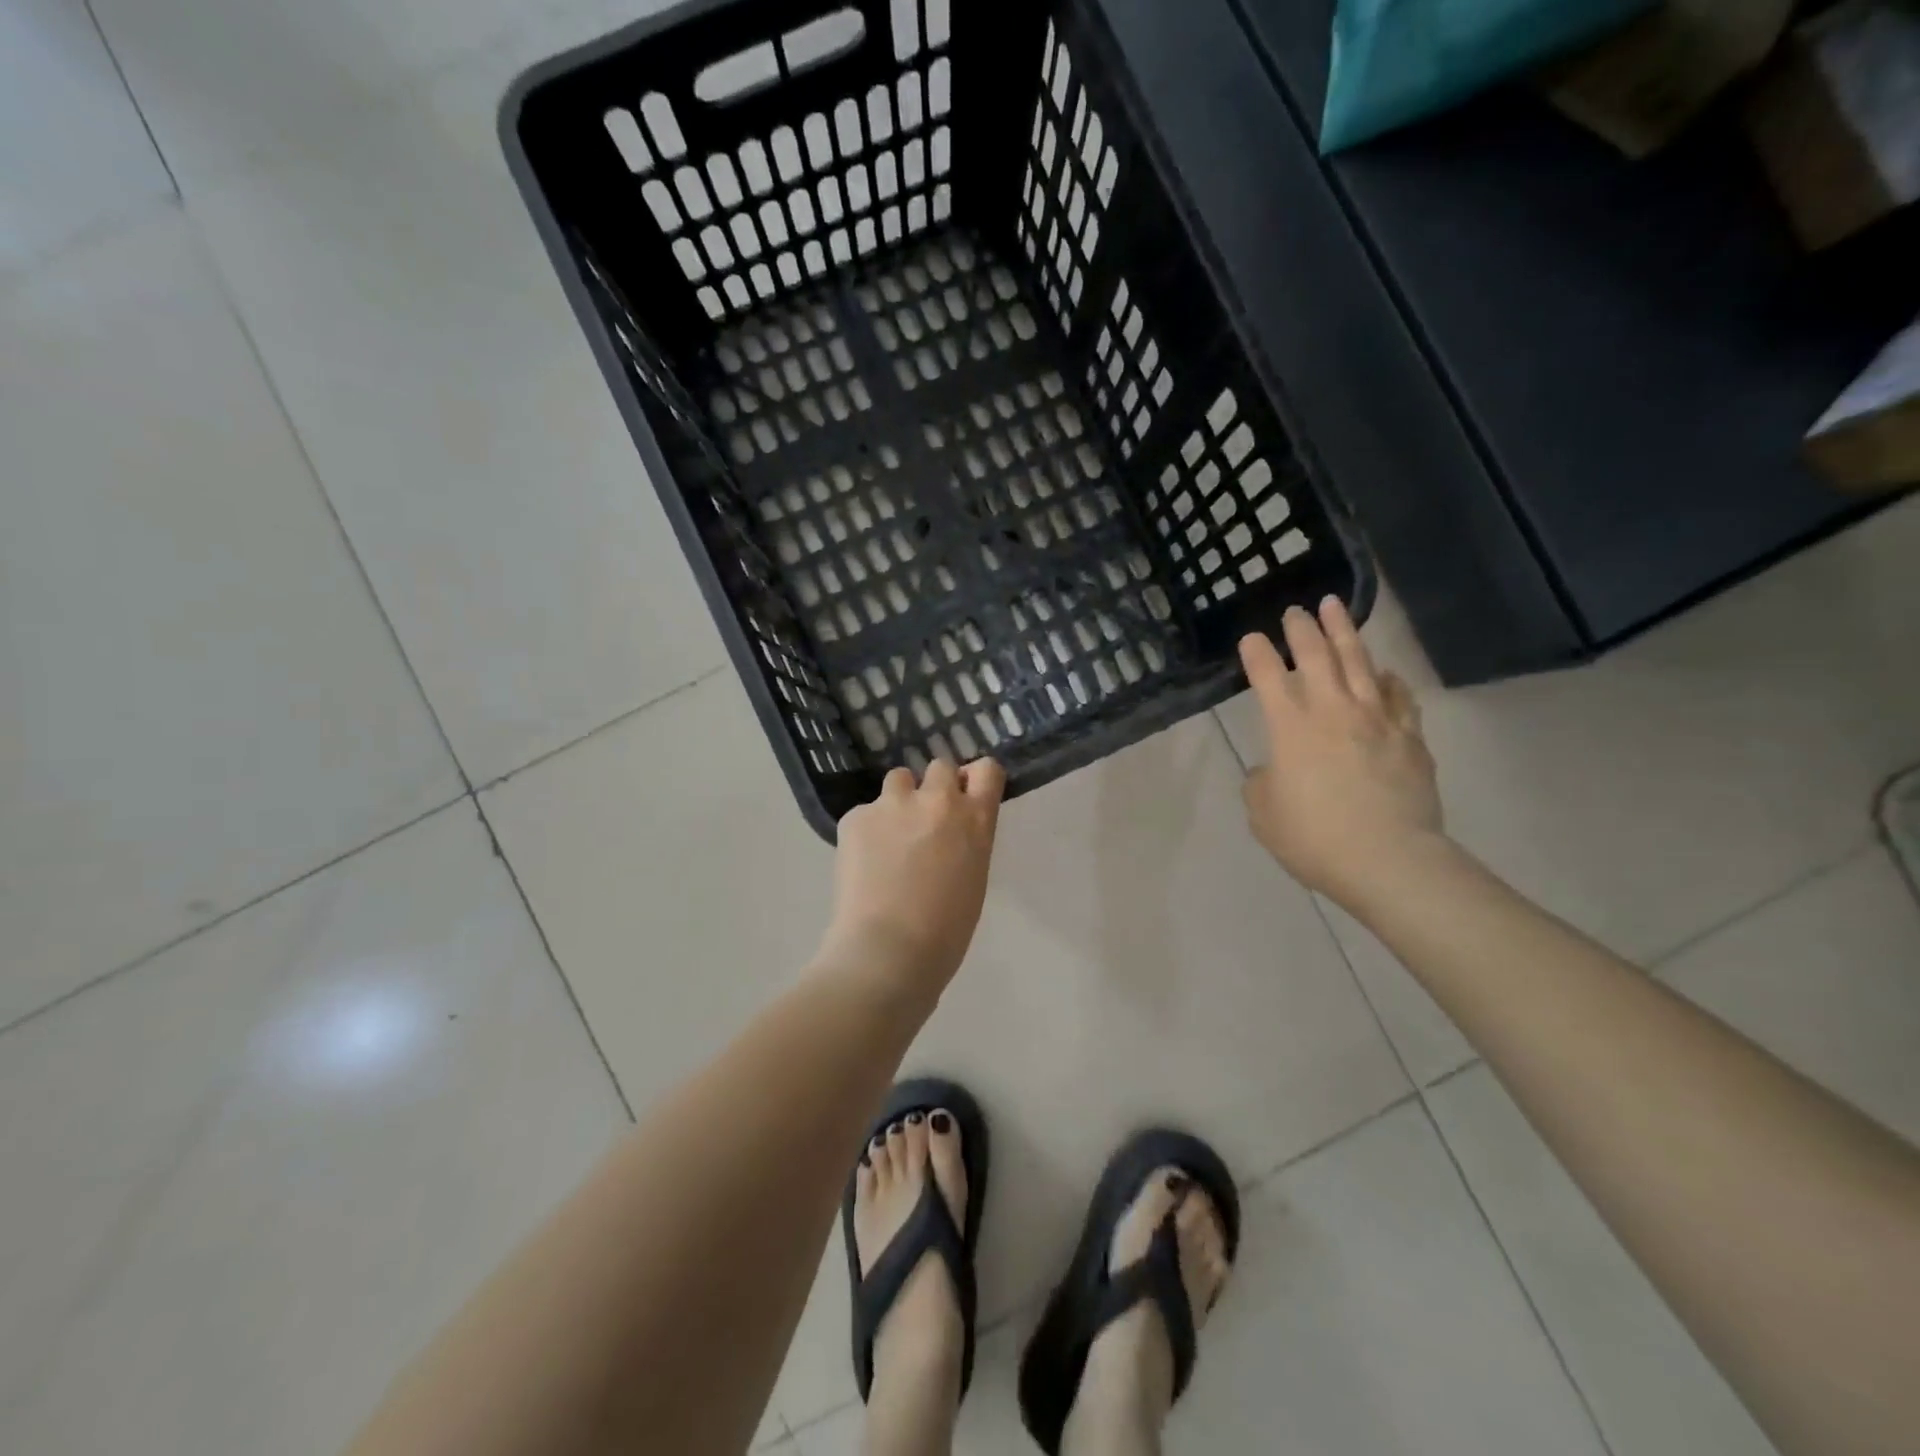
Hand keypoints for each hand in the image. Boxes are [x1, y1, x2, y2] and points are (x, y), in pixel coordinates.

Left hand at [820, 758, 1005, 992]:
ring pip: (899, 780)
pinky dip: (866, 830)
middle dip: (934, 787)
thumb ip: (966, 842)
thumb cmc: (945, 931)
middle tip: (924, 821)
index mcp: (975, 819)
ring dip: (899, 800)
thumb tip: (949, 833)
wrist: (888, 950)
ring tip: (889, 837)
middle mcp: (937, 800)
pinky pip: (865, 812)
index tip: (966, 795)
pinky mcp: (856, 816)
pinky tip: (863, 863)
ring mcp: (893, 804)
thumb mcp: (973, 878)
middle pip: (940, 767)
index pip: (987, 770)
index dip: (974, 779)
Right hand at [1239, 598, 1443, 904]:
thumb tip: (1275, 770)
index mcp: (1290, 728)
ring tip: (1336, 608)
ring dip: (1345, 633)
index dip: (1257, 654)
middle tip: (1296, 611)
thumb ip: (1262, 783)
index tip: (1251, 638)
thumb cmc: (1314, 838)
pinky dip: (1389, 679)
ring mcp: (1377, 720)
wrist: (1390, 860)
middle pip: (1316, 656)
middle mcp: (1333, 712)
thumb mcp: (1264, 815)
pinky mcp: (1410, 737)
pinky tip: (1385, 672)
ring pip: (1360, 663)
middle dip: (1302, 629)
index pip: (1267, 677)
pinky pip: (1399, 696)